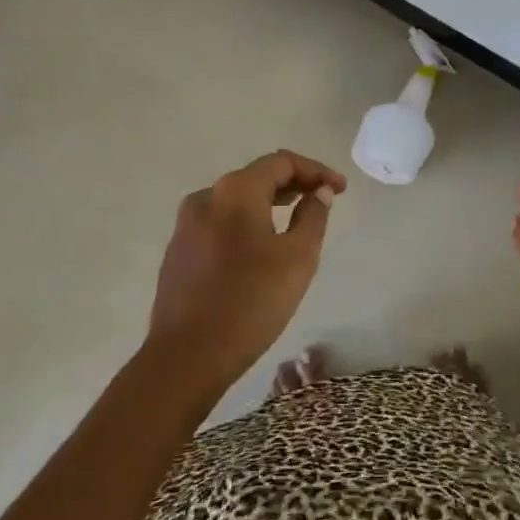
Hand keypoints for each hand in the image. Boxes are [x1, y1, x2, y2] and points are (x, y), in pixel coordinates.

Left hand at [149, 151, 347, 392]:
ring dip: (270, 203)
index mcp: (235, 192)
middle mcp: (205, 197)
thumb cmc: (251, 301)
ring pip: (236, 201)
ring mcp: (186, 226)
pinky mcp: (178, 252)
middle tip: (323, 200)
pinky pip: (220, 223)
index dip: (315, 171)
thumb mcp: (298, 257)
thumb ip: (313, 216)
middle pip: (257, 177)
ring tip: (297, 219)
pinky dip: (247, 223)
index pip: (281, 162)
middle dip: (294, 184)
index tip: (340, 189)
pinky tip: (262, 246)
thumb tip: (318, 193)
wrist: (187, 357)